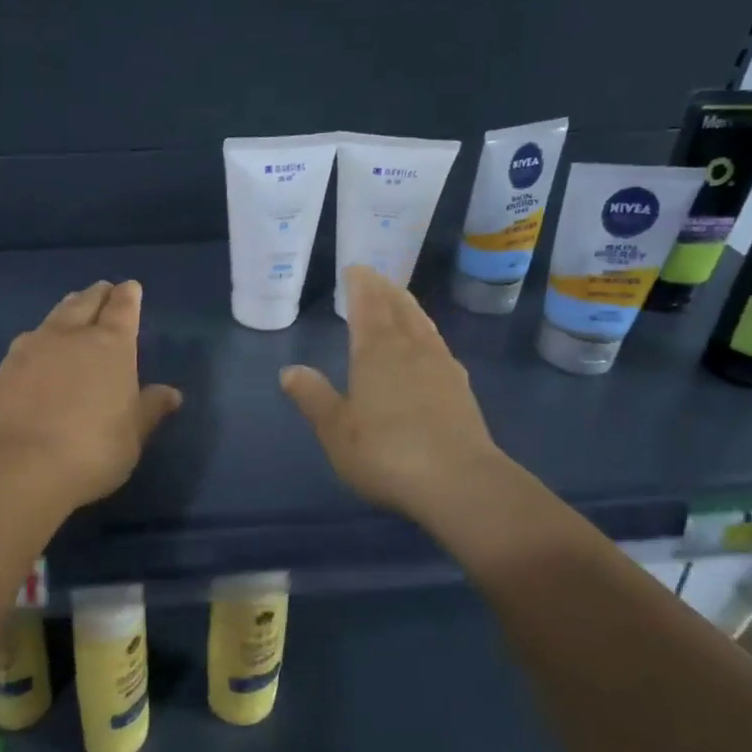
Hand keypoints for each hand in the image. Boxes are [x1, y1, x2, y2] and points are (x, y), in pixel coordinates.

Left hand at [0, 280, 182, 509]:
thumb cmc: (92, 449)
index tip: (131, 287)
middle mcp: (72, 335)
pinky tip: (39, 343)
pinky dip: (41, 335)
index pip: (123, 309)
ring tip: (73, 305)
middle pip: (87, 302)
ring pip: (55, 315)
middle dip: (98, 294)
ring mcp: (34, 347)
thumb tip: (170, 393)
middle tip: (104, 290)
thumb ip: (149, 408)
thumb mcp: (132, 435)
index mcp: (111, 345)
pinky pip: (29, 338)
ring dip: (68, 307)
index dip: (128, 296)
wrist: (20, 466)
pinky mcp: (6, 366)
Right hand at [281, 265, 508, 527]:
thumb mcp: (335, 429)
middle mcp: (411, 350)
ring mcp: (441, 368)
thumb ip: (313, 397)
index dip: (360, 286)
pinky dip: (427, 334)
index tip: (355, 269)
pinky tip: (428, 346)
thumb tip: (290, 370)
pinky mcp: (461, 391)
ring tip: (401, 300)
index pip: (367, 306)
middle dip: (385, 291)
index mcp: (376, 352)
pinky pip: (438, 346)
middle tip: (376, 277)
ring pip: (422, 326)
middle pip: (398, 309)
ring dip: (409, 308)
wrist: (459, 482)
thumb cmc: (386, 452)